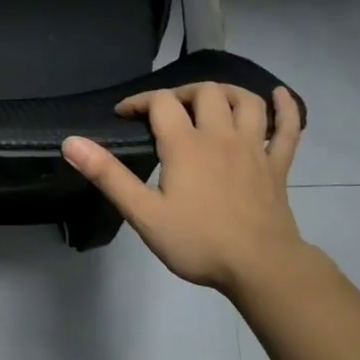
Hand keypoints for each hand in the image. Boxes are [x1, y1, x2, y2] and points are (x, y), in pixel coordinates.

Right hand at [61, 83, 305, 295]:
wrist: (260, 267)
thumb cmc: (198, 242)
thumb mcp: (144, 213)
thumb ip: (108, 176)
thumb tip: (71, 142)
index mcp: (186, 145)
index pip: (161, 103)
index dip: (140, 101)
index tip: (124, 114)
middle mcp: (221, 136)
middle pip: (205, 93)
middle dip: (181, 93)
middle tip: (166, 110)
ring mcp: (254, 149)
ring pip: (246, 102)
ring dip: (227, 92)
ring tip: (211, 98)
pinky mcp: (277, 167)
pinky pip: (287, 129)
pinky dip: (285, 108)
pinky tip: (278, 95)